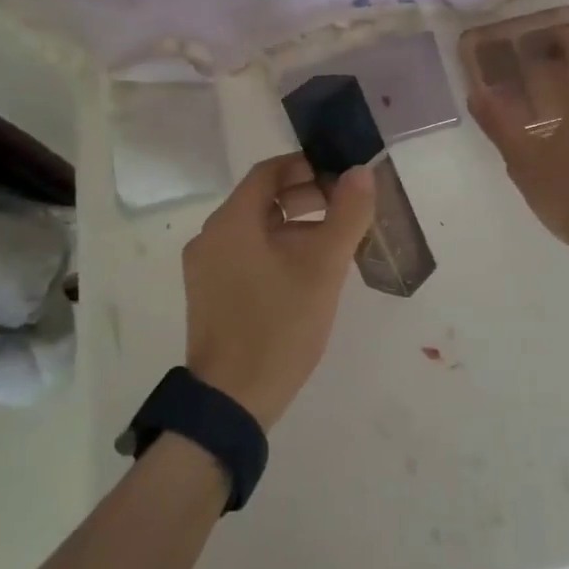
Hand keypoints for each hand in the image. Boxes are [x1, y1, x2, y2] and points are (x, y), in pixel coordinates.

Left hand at [181, 152, 376, 428]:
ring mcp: (206, 268)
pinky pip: (247, 255)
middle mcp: (211, 237)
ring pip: (257, 229)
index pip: (269, 171)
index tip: (342, 177)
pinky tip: (308, 275)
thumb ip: (347, 214)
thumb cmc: (278, 326)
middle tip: (347, 210)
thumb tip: (362, 172)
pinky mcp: (210, 294)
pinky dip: (278, 251)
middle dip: (307, 197)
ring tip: (335, 244)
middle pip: (263, 199)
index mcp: (231, 221)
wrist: (231, 401)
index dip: (307, 166)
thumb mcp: (323, 268)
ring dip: (296, 226)